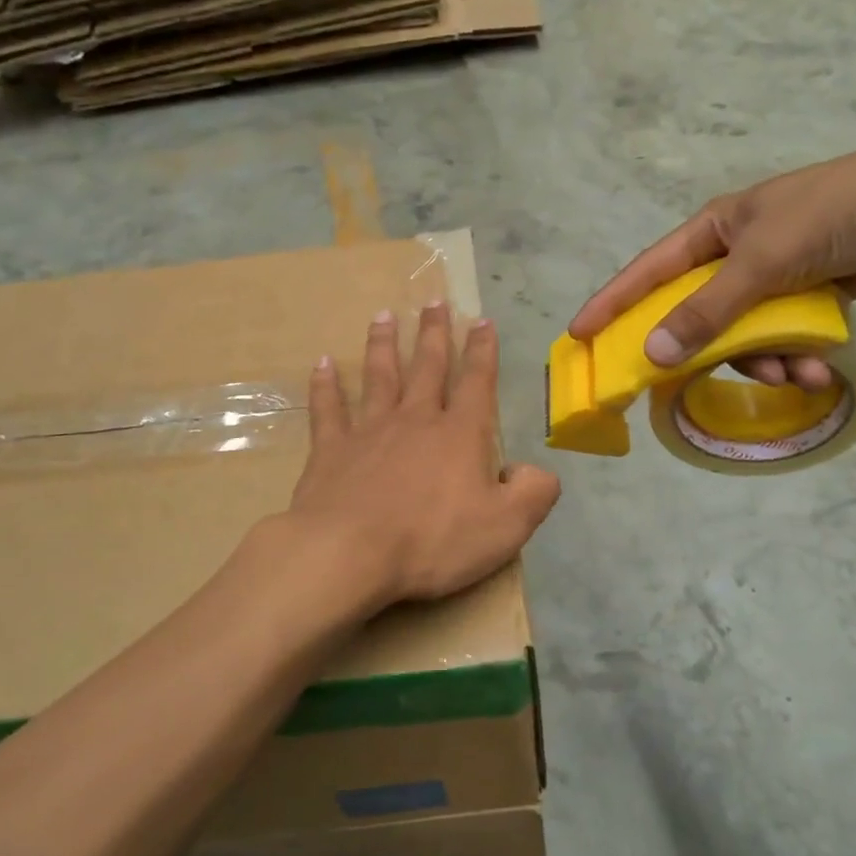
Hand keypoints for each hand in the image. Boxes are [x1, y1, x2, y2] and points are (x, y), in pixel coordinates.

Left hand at [289, 304, 560, 609]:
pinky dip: (325, 385)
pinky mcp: (330, 450)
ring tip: (383, 315)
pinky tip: (322, 364)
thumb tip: (532, 470)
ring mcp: (369, 431)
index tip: (481, 321)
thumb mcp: (506, 527)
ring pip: (379, 377)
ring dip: (382, 345)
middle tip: (434, 301)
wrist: (349, 554)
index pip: (476, 382)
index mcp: (459, 435)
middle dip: (434, 333)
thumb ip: (533, 493)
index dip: (482, 351)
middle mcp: (415, 421)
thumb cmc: (432, 541)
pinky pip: (328, 409)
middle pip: (427, 367)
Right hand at [569, 140, 855, 385]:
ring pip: (742, 335)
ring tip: (795, 375)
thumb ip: (705, 312)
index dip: (612, 304)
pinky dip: (793, 357)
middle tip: (687, 385)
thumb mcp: (758, 263)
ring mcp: (768, 278)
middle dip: (708, 351)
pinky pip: (779, 338)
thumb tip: (653, 354)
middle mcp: (732, 256)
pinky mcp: (802, 297)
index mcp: (712, 232)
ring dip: (764, 362)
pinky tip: (818, 370)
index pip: (647, 272)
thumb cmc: (823, 218)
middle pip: (696, 315)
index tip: (580, 335)